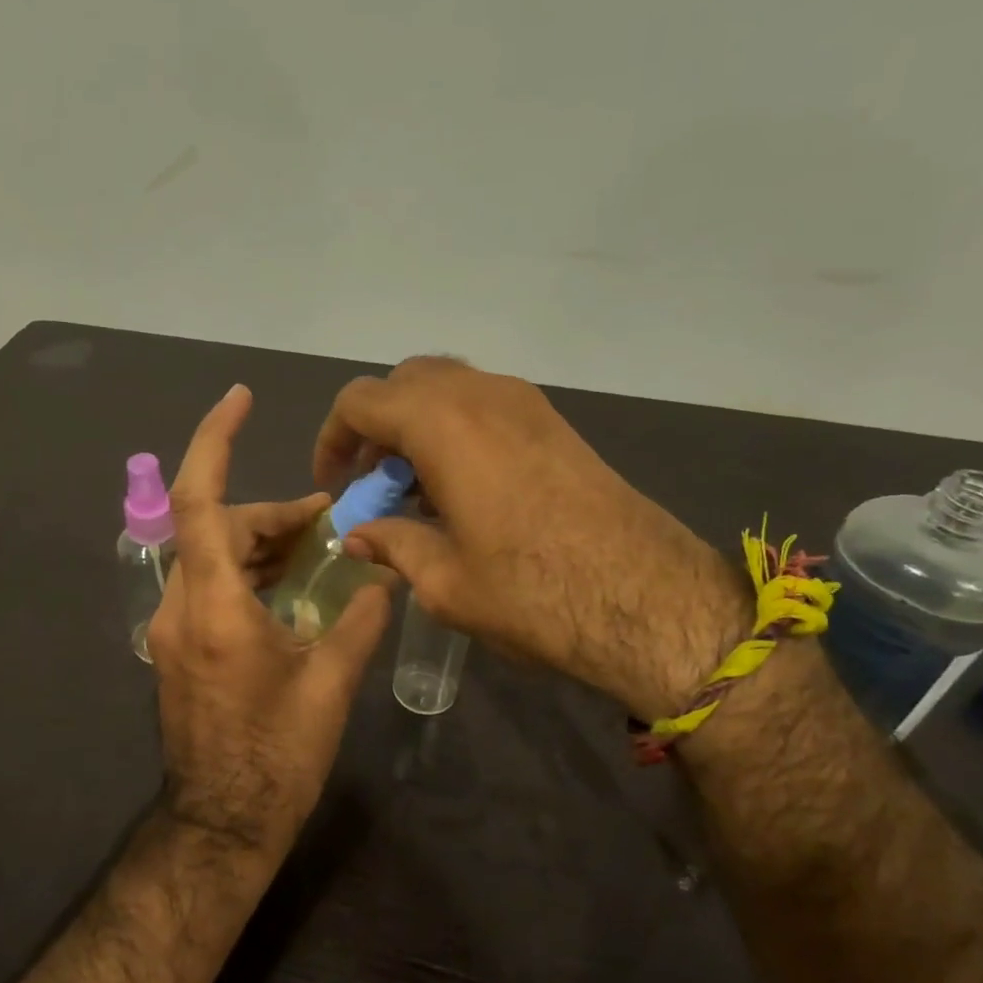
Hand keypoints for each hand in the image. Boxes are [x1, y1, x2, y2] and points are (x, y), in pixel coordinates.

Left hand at [150, 385, 392, 854]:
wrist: (222, 825)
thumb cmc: (276, 758)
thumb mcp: (329, 686)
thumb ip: (359, 621)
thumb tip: (388, 576)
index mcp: (213, 608)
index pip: (199, 501)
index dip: (214, 441)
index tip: (240, 398)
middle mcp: (181, 608)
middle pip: (217, 527)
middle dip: (271, 514)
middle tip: (328, 519)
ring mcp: (175, 630)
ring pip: (212, 557)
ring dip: (260, 542)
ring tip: (316, 547)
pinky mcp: (182, 649)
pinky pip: (210, 586)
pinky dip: (247, 572)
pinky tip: (289, 585)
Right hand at [313, 357, 744, 718]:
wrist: (648, 599)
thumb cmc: (532, 593)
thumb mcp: (444, 582)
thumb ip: (393, 546)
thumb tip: (360, 536)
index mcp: (443, 425)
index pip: (361, 401)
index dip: (333, 438)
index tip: (335, 484)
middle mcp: (482, 396)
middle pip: (405, 382)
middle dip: (375, 426)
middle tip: (372, 483)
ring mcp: (526, 404)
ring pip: (449, 388)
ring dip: (417, 427)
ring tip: (414, 490)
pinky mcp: (556, 424)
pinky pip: (485, 405)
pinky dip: (456, 431)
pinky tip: (461, 490)